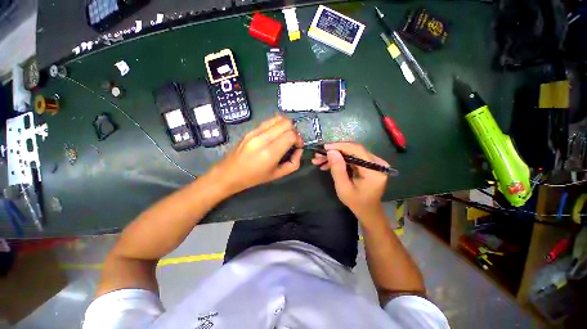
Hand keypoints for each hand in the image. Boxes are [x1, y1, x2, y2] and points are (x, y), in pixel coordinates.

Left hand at [211, 116, 302, 194]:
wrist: (229, 173)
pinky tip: (275, 134)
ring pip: (278, 118)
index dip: (299, 139)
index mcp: (270, 152)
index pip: (291, 135)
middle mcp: (263, 138)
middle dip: (294, 131)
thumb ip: (293, 163)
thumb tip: (299, 150)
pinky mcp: (250, 130)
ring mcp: (255, 132)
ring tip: (284, 136)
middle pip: (286, 123)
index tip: (297, 146)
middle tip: (292, 141)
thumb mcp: (278, 175)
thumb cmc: (254, 178)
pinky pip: (268, 121)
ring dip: (286, 126)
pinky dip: (277, 125)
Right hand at [311, 142, 388, 218]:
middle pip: (353, 150)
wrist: (368, 210)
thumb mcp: (343, 188)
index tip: (324, 147)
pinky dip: (339, 160)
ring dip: (334, 156)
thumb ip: (337, 169)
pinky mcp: (368, 163)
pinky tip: (327, 164)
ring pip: (350, 152)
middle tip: (318, 156)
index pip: (357, 150)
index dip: (339, 146)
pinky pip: (352, 157)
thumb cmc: (356, 202)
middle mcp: (377, 162)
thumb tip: (331, 151)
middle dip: (334, 151)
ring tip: (319, 161)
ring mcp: (373, 162)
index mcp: (374, 170)